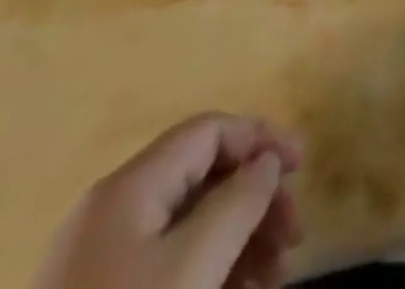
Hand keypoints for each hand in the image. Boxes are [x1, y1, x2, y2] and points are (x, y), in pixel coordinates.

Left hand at [35, 114, 304, 288]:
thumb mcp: (193, 266)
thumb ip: (239, 202)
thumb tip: (267, 162)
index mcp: (129, 186)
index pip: (209, 131)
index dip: (261, 138)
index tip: (302, 167)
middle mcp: (114, 210)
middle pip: (202, 178)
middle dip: (255, 199)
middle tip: (294, 237)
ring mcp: (101, 260)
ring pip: (188, 225)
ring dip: (239, 240)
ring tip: (274, 277)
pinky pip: (168, 264)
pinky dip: (209, 270)